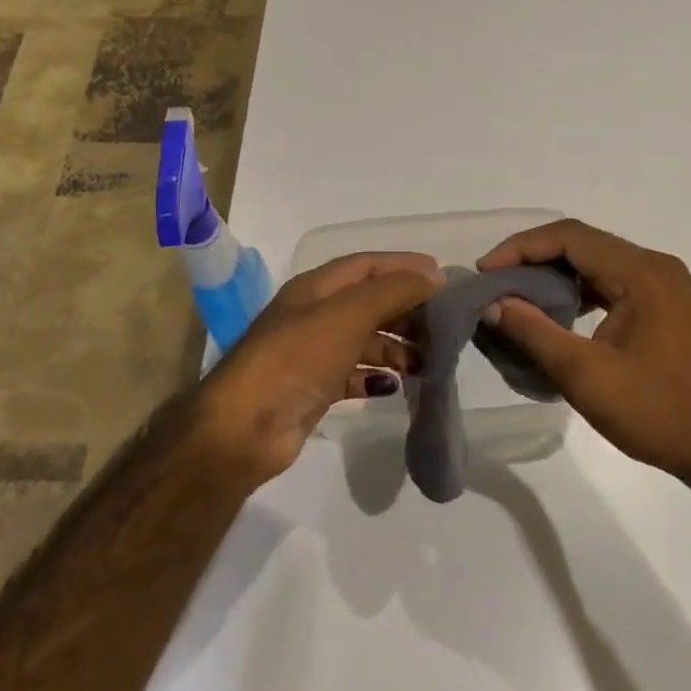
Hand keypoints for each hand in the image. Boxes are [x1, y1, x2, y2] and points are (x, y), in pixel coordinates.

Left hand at [195, 251, 442, 483]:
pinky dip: (376, 376)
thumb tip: (433, 276)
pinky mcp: (314, 389)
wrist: (245, 426)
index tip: (443, 278)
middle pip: (369, 302)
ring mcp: (313, 353)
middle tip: (444, 326)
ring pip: (365, 340)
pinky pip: (354, 374)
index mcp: (316, 288)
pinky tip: (395, 385)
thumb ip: (393, 291)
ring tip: (429, 360)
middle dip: (406, 310)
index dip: (403, 266)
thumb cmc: (298, 357)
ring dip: (396, 346)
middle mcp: (314, 315)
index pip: (367, 265)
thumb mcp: (348, 314)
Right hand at [478, 219, 690, 483]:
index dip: (521, 248)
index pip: (570, 237)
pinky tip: (554, 316)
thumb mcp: (586, 376)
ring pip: (595, 265)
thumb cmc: (659, 413)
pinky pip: (609, 285)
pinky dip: (576, 293)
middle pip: (582, 245)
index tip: (484, 272)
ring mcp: (663, 287)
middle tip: (493, 284)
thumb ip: (534, 333)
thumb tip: (490, 304)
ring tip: (514, 299)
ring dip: (553, 276)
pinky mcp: (664, 308)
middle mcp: (655, 268)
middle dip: (532, 260)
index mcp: (642, 273)